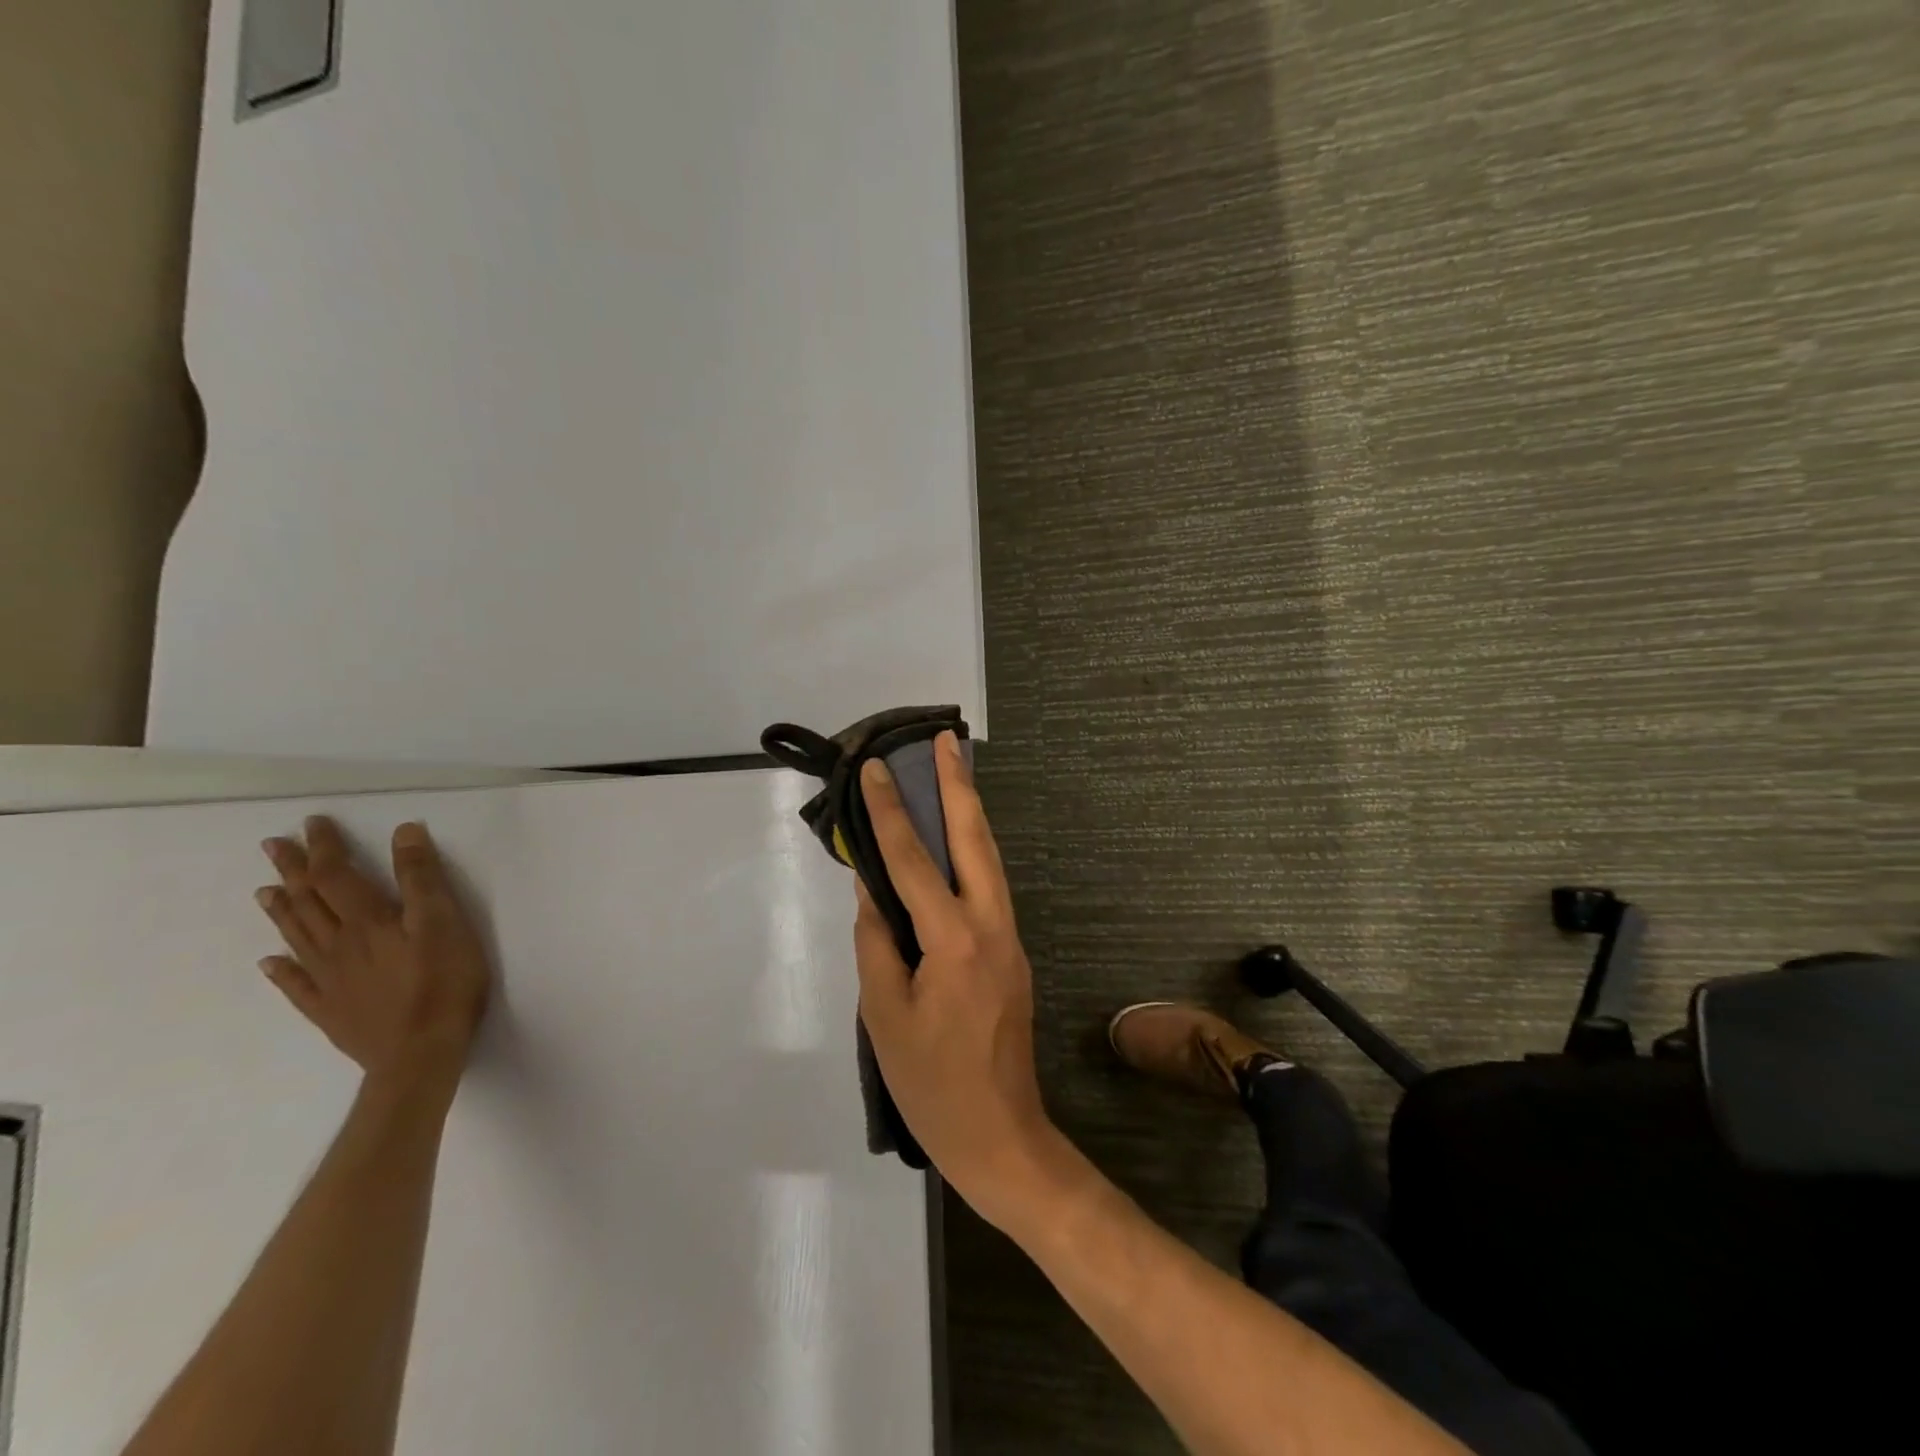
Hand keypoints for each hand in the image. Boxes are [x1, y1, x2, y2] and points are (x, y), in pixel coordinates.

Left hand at [256, 817, 491, 1089]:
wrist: (420, 1052)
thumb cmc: (443, 981)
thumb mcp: (445, 922)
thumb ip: (423, 878)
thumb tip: (403, 832)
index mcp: (368, 921)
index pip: (338, 875)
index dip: (325, 847)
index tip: (313, 823)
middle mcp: (339, 945)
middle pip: (310, 902)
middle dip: (294, 871)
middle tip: (273, 846)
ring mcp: (329, 980)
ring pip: (298, 938)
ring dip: (282, 911)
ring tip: (266, 891)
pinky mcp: (330, 1009)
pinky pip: (296, 985)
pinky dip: (281, 970)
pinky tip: (269, 963)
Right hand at [853, 732, 1057, 1222]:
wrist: (1000, 1135)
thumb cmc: (931, 1084)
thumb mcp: (884, 1015)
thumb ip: (877, 943)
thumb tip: (873, 890)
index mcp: (954, 942)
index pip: (915, 863)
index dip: (891, 814)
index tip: (878, 770)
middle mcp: (991, 926)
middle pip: (975, 841)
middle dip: (959, 787)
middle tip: (945, 742)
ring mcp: (1010, 938)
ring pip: (990, 860)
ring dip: (970, 813)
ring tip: (953, 772)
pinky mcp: (1012, 952)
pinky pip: (989, 888)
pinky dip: (972, 852)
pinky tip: (957, 841)